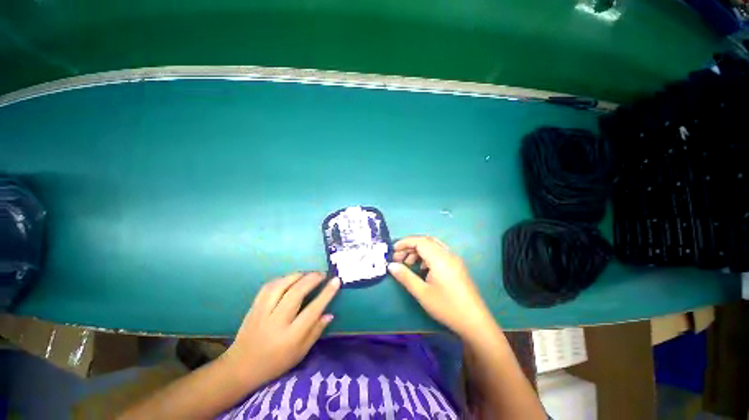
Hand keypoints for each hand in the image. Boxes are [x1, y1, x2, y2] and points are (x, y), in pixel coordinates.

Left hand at [222, 272, 339, 386]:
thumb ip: (316, 332)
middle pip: (296, 293)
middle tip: (322, 274)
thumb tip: (329, 313)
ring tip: (308, 274)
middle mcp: (276, 322)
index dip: (326, 293)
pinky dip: (282, 278)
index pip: (313, 310)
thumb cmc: (275, 363)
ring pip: (281, 286)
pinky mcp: (254, 307)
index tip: (336, 280)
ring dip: (298, 275)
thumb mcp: (300, 353)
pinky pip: (269, 286)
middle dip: (312, 279)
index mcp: (290, 337)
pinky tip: (290, 278)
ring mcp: (262, 313)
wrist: (240, 368)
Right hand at [388, 236, 496, 340]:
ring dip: (419, 251)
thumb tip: (391, 266)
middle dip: (410, 246)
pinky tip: (422, 268)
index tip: (393, 250)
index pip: (420, 241)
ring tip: (408, 263)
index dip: (405, 242)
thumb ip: (405, 277)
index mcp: (440, 258)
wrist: (475, 322)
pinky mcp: (457, 266)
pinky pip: (439, 253)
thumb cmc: (447, 307)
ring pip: (433, 246)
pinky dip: (427, 256)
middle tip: (398, 257)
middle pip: (426, 241)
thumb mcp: (422, 293)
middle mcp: (448, 254)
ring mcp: (454, 260)